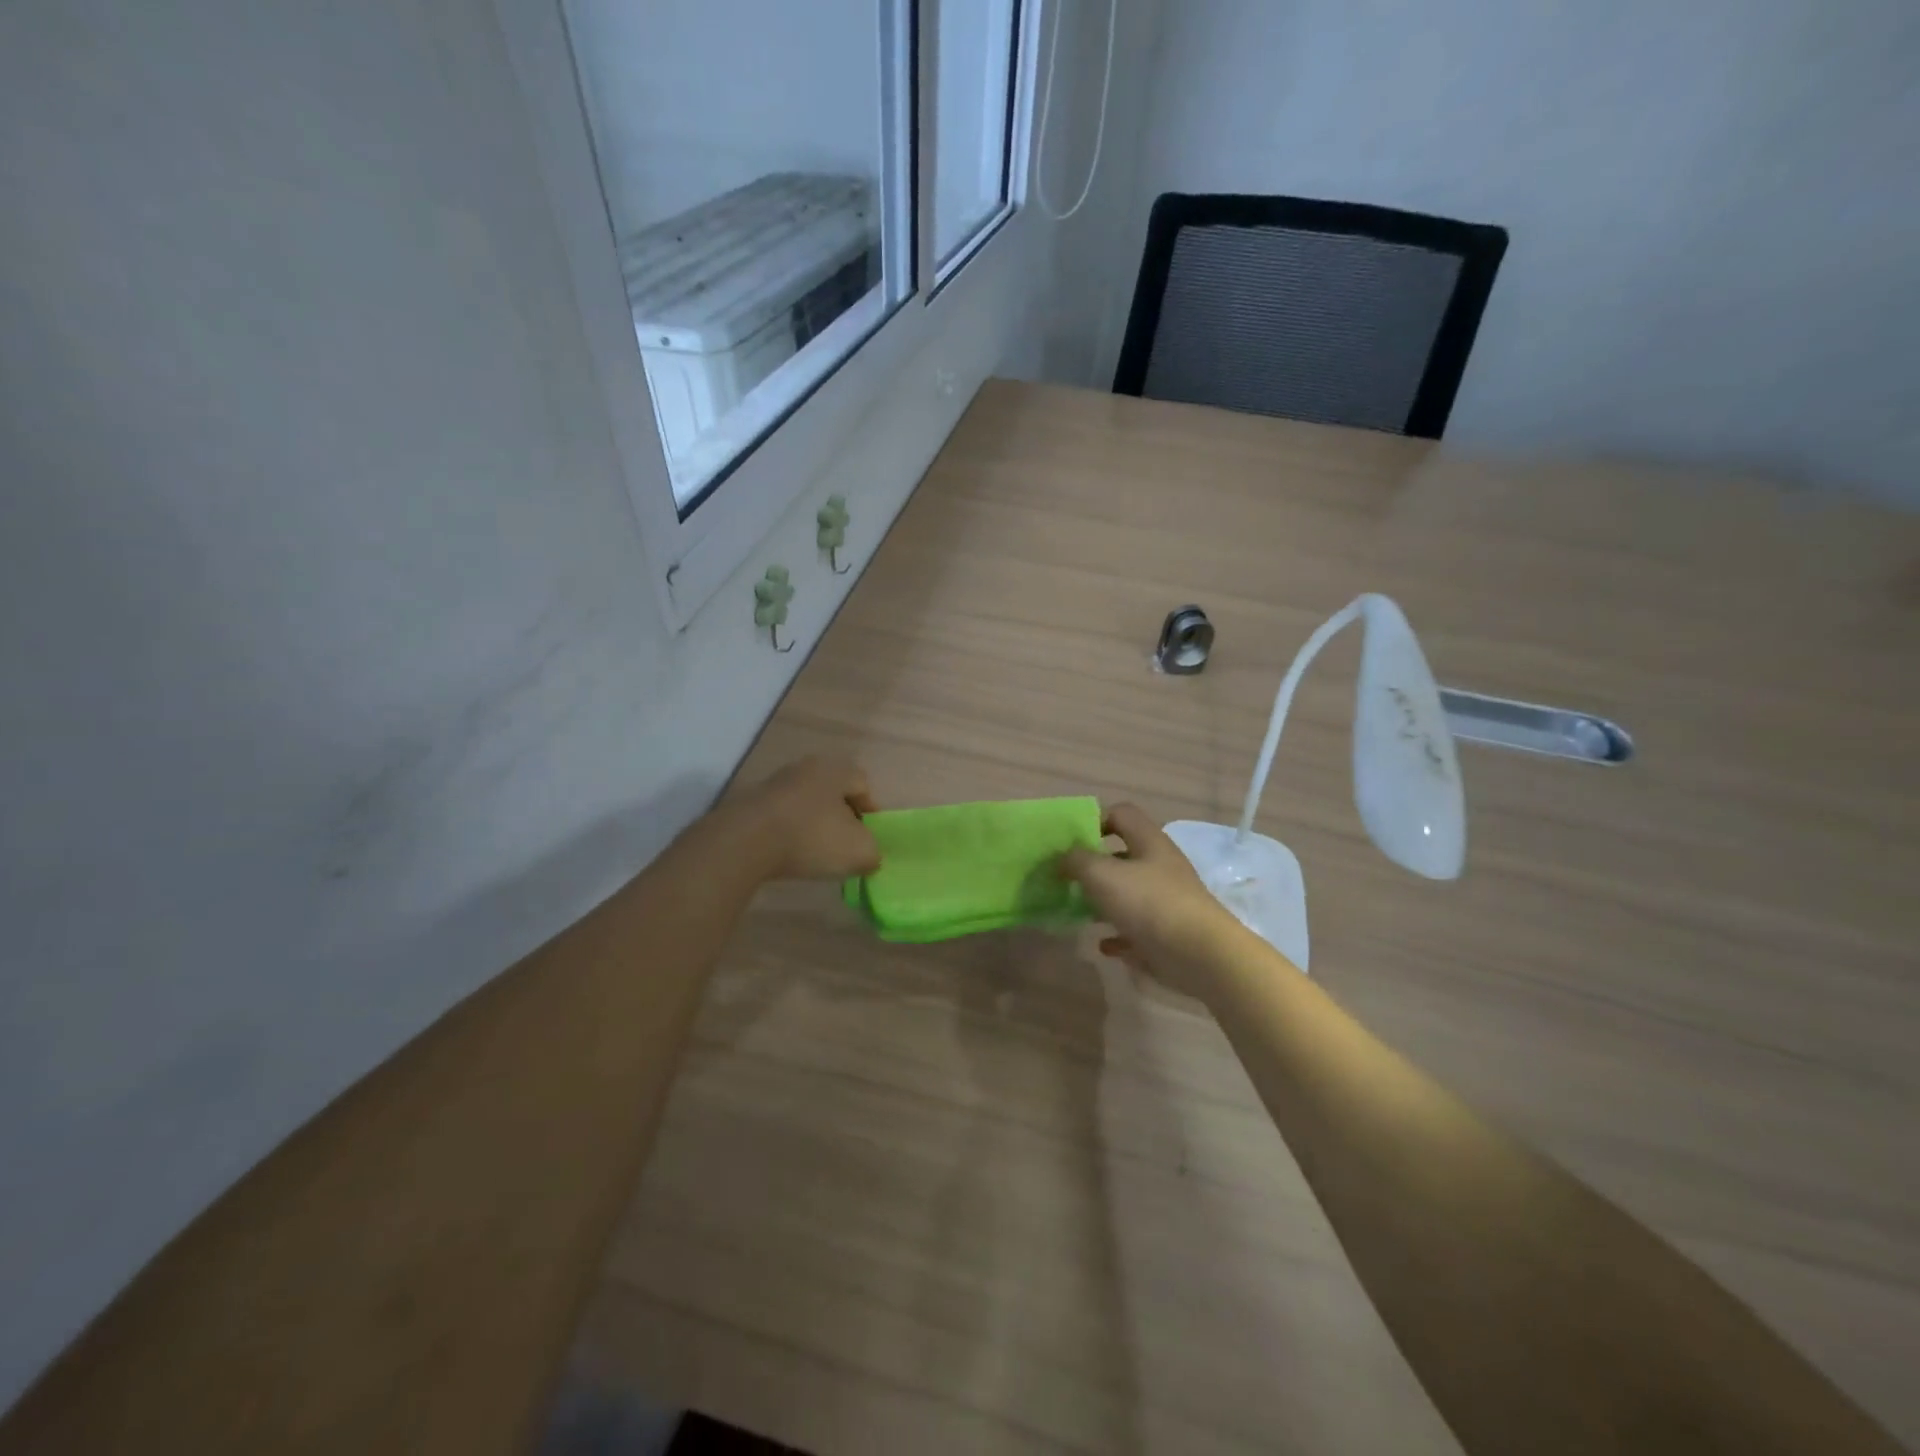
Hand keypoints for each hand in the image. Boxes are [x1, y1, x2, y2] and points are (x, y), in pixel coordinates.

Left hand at [732, 755, 880, 882]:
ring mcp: (774, 783)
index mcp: (835, 769)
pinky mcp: (750, 803)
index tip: (868, 837)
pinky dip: (788, 833)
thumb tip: (869, 857)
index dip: (871, 811)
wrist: (744, 842)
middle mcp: (805, 768)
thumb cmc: (811, 837)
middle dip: (841, 817)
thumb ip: (873, 853)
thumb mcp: (859, 852)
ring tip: (815, 853)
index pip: (862, 784)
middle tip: (844, 843)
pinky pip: (780, 817)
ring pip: (805, 803)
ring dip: (813, 825)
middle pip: (832, 792)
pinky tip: (788, 854)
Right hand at [1060, 803, 1242, 1002]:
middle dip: (1094, 866)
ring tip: (1078, 911)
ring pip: (1129, 894)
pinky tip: (1103, 945)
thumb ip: (1076, 861)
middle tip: (1067, 878)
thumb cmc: (1149, 903)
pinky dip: (1118, 935)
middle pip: (1123, 856)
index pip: (1122, 814)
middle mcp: (1160, 867)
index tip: (1071, 841)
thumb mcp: (1102, 874)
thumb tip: (1062, 858)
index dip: (1096, 819)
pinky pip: (1136, 930)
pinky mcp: (1168, 934)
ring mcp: (1166, 901)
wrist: (1200, 956)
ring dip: (1103, 902)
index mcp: (1149, 842)